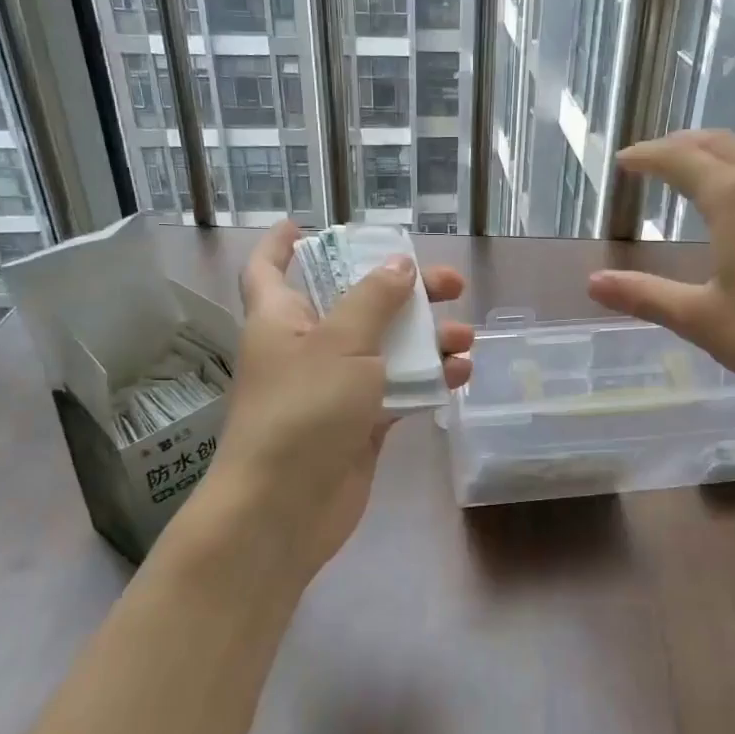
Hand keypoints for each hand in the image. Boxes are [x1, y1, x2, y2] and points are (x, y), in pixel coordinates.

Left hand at [180, 220, 472, 580]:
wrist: (285, 508)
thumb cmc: (303, 411)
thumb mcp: (340, 343)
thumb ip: (373, 300)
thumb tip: (399, 265)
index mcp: (281, 318)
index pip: (270, 268)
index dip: (282, 244)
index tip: (305, 225)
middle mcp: (306, 347)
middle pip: (355, 303)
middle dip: (401, 289)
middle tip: (449, 283)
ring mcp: (334, 387)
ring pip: (385, 348)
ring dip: (425, 338)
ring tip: (465, 335)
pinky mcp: (360, 423)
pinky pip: (398, 389)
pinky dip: (427, 380)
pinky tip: (460, 374)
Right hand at [588, 131, 734, 414]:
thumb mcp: (702, 319)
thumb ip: (645, 297)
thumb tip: (593, 283)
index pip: (681, 159)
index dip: (648, 157)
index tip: (626, 161)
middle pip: (723, 143)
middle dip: (685, 144)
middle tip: (660, 157)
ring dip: (726, 151)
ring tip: (707, 166)